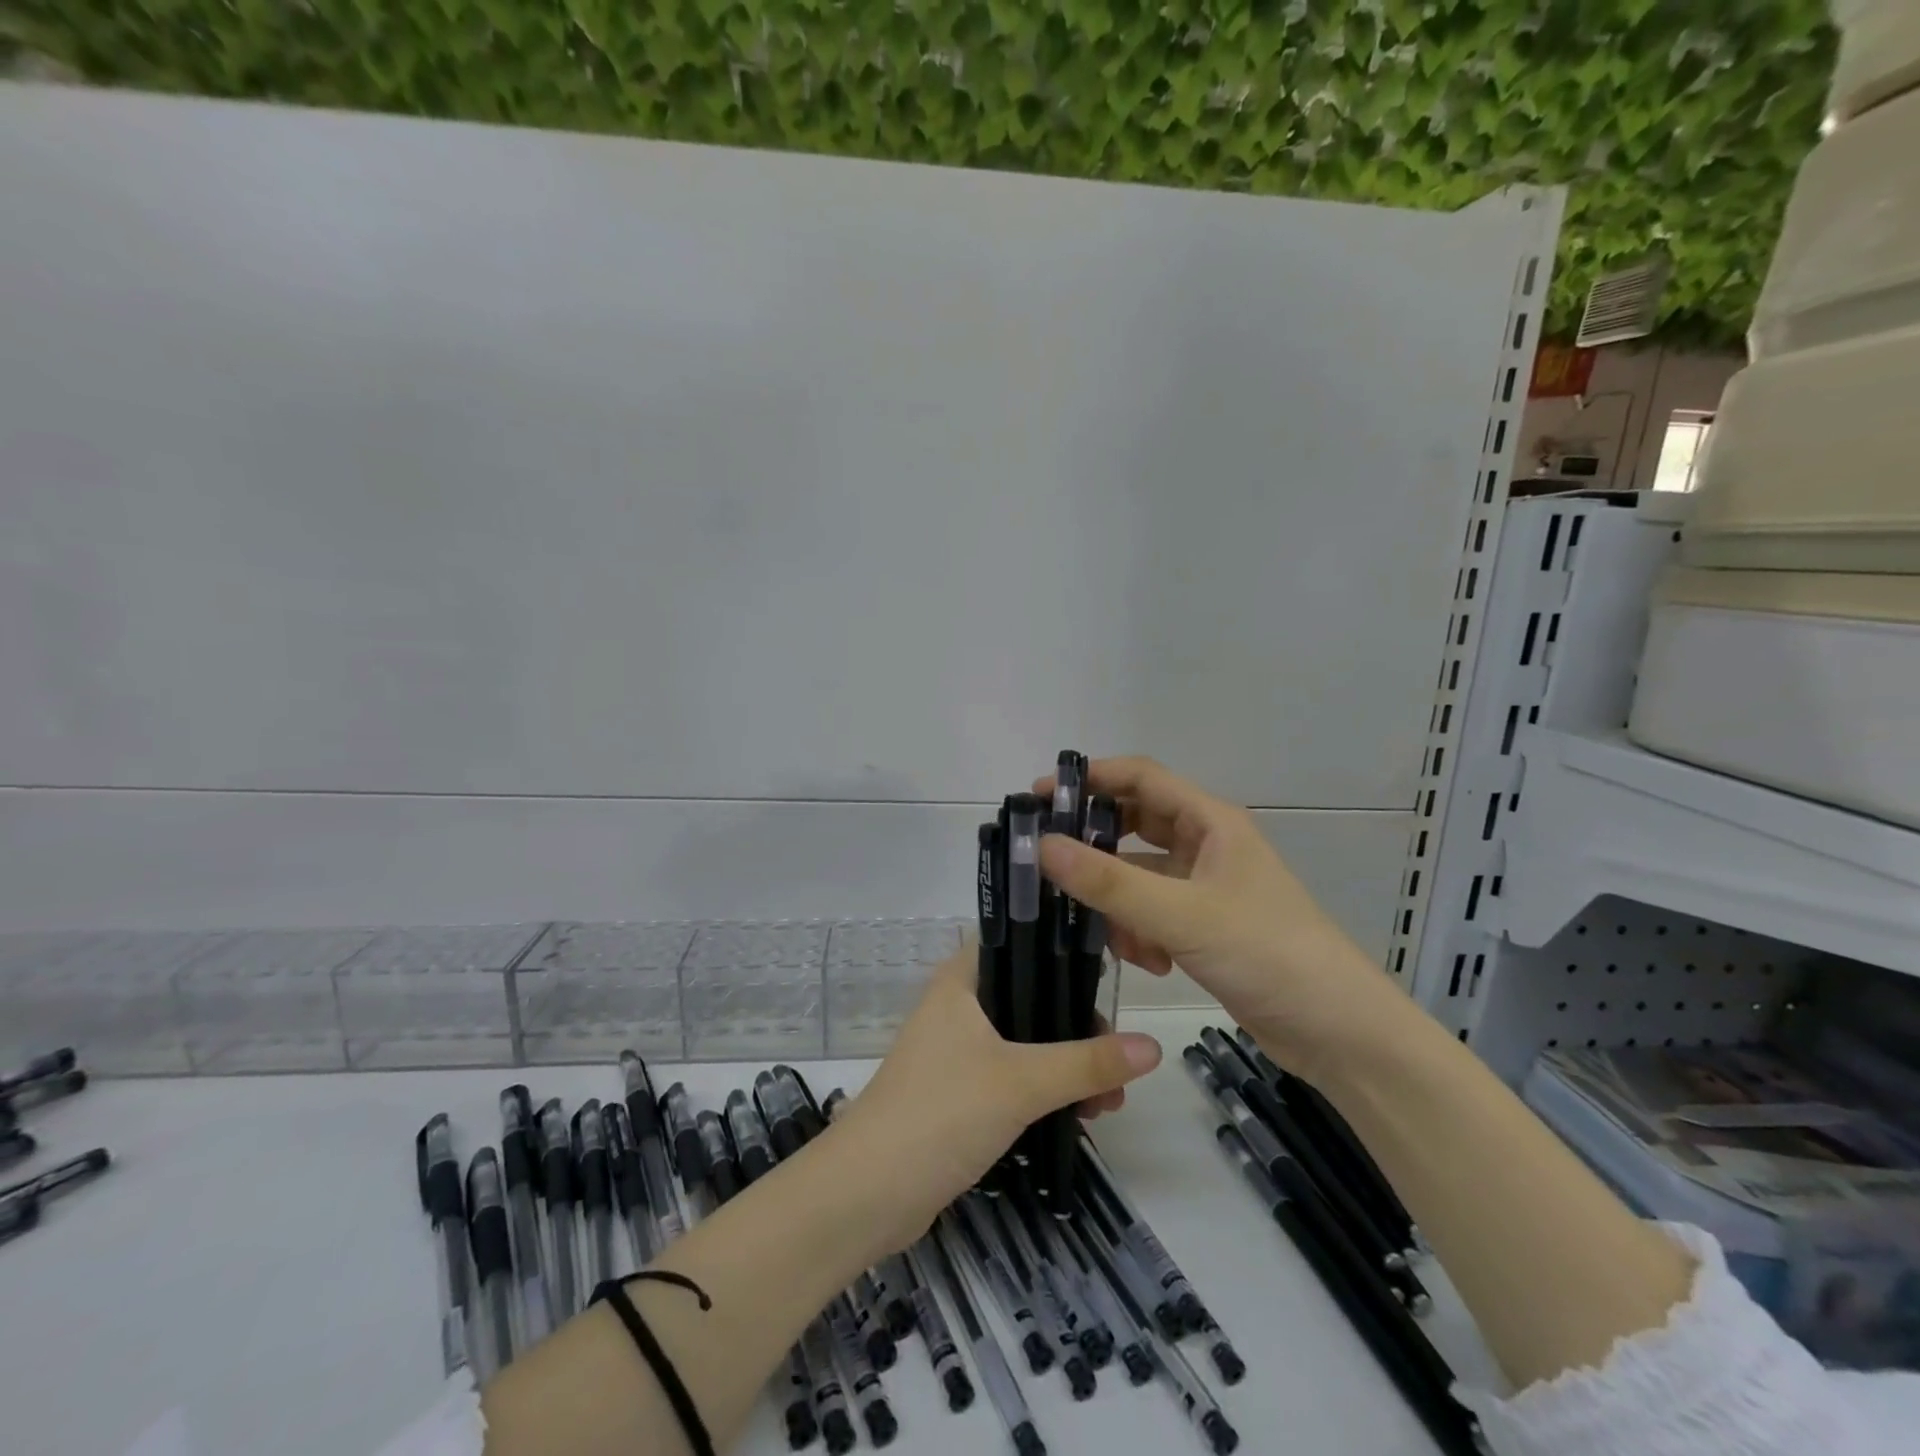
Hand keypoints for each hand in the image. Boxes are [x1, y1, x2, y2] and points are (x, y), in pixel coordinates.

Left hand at [831, 945, 1161, 1252]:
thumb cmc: (941, 1113)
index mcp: (961, 980)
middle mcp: (957, 1006)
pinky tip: (1080, 1115)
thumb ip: (1087, 1062)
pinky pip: (1011, 1076)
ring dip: (1066, 1064)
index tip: (1110, 968)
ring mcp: (954, 1051)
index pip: (1017, 940)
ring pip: (1024, 1041)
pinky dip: (1044, 1089)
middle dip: (1076, 1025)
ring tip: (1110, 1101)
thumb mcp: (1021, 1083)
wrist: (866, 1194)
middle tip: (1118, 1057)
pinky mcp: (956, 1092)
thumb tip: (1153, 1046)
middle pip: (1029, 996)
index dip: (1061, 947)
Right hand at [1035, 755, 1409, 1083]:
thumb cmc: (1266, 953)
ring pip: (1139, 876)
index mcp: (1210, 822)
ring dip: (1117, 900)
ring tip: (1107, 933)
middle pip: (1135, 826)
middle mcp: (1206, 845)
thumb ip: (1109, 882)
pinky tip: (1147, 962)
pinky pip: (1152, 913)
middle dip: (1095, 845)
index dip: (1089, 778)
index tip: (1039, 795)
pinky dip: (1139, 932)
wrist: (1339, 1032)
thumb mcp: (1180, 915)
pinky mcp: (1205, 927)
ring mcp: (1206, 888)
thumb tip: (1041, 846)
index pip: (1140, 778)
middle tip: (1047, 861)